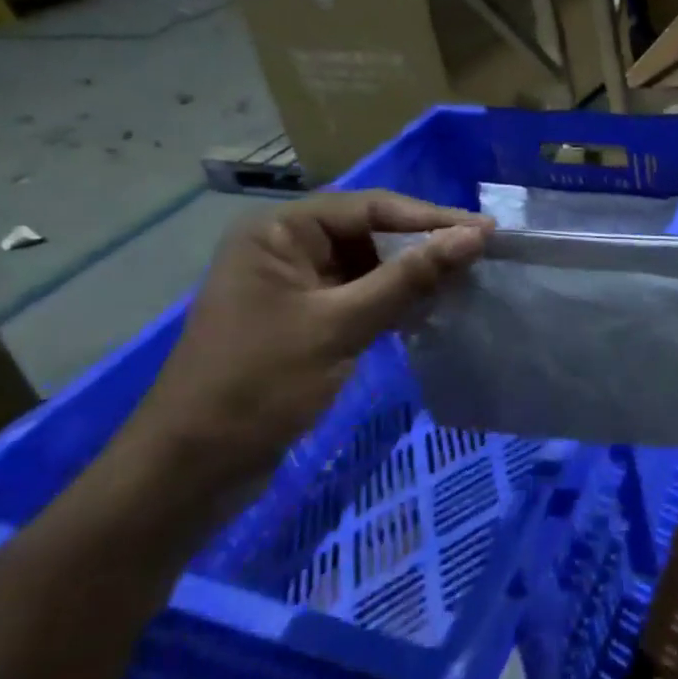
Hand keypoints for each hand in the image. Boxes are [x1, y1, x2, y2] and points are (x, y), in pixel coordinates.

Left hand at [119, 191, 489, 498]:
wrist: (191, 471)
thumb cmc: (259, 385)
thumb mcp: (340, 325)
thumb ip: (409, 277)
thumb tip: (474, 236)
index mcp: (279, 231)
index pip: (369, 207)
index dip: (431, 217)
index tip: (486, 232)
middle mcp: (286, 247)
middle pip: (371, 231)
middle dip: (424, 244)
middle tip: (482, 255)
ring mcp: (296, 285)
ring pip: (370, 265)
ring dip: (414, 274)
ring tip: (467, 280)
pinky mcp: (306, 319)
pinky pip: (361, 295)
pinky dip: (395, 301)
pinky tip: (433, 308)